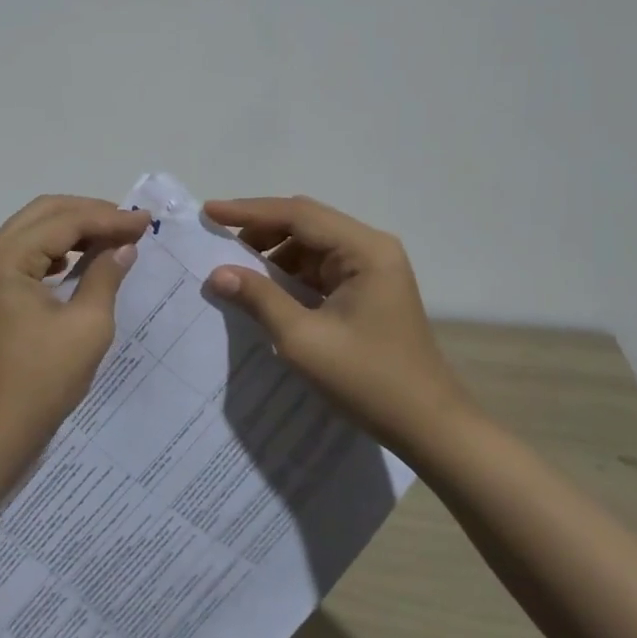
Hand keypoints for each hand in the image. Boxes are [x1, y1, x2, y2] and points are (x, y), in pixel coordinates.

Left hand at [0, 195, 150, 445]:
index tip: (146, 221)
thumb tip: (124, 246)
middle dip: (89, 213)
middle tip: (130, 223)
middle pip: (43, 214)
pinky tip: (80, 262)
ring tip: (112, 238)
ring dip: (72, 229)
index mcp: (5, 259)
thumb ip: (105, 276)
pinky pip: (24, 255)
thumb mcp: (86, 327)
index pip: (64, 221)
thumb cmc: (40, 382)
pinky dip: (55, 251)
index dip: (108, 218)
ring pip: (32, 231)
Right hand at [204, 195, 468, 451]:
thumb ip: (259, 299)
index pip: (298, 214)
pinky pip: (320, 268)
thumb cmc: (368, 380)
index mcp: (364, 250)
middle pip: (306, 223)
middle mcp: (371, 248)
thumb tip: (218, 273)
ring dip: (274, 254)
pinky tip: (265, 290)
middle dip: (260, 231)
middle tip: (217, 242)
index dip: (249, 212)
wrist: (427, 425)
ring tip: (235, 270)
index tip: (208, 212)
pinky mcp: (367, 290)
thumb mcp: (303, 340)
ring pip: (311, 245)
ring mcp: (372, 269)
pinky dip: (290, 274)